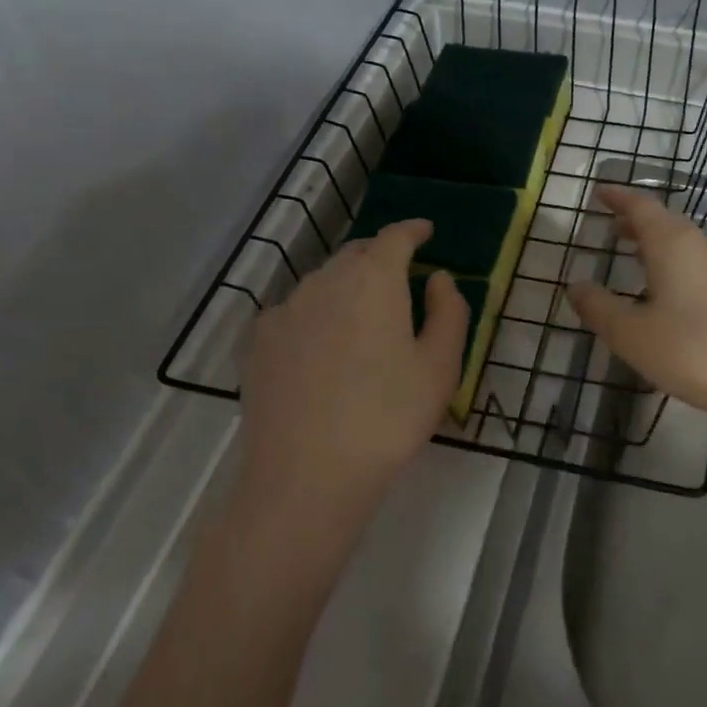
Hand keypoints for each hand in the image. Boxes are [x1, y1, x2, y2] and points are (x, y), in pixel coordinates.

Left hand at [237, 219, 468, 524]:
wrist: (306, 476)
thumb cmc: (388, 418)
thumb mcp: (440, 367)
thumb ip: (448, 311)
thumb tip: (438, 278)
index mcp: (374, 279)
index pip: (395, 237)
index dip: (413, 230)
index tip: (426, 231)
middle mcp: (325, 281)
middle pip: (356, 254)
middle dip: (381, 257)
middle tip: (401, 278)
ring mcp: (285, 310)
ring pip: (323, 281)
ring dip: (347, 285)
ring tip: (362, 317)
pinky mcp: (258, 341)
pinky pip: (294, 311)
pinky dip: (315, 313)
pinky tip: (321, 346)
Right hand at [568, 187, 706, 438]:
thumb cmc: (694, 353)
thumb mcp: (633, 336)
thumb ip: (600, 308)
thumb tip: (576, 285)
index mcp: (674, 245)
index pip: (642, 207)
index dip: (619, 198)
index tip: (600, 193)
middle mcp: (705, 246)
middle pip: (667, 223)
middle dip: (638, 223)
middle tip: (613, 229)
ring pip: (688, 246)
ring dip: (660, 247)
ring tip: (637, 260)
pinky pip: (704, 267)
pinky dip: (680, 267)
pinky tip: (674, 296)